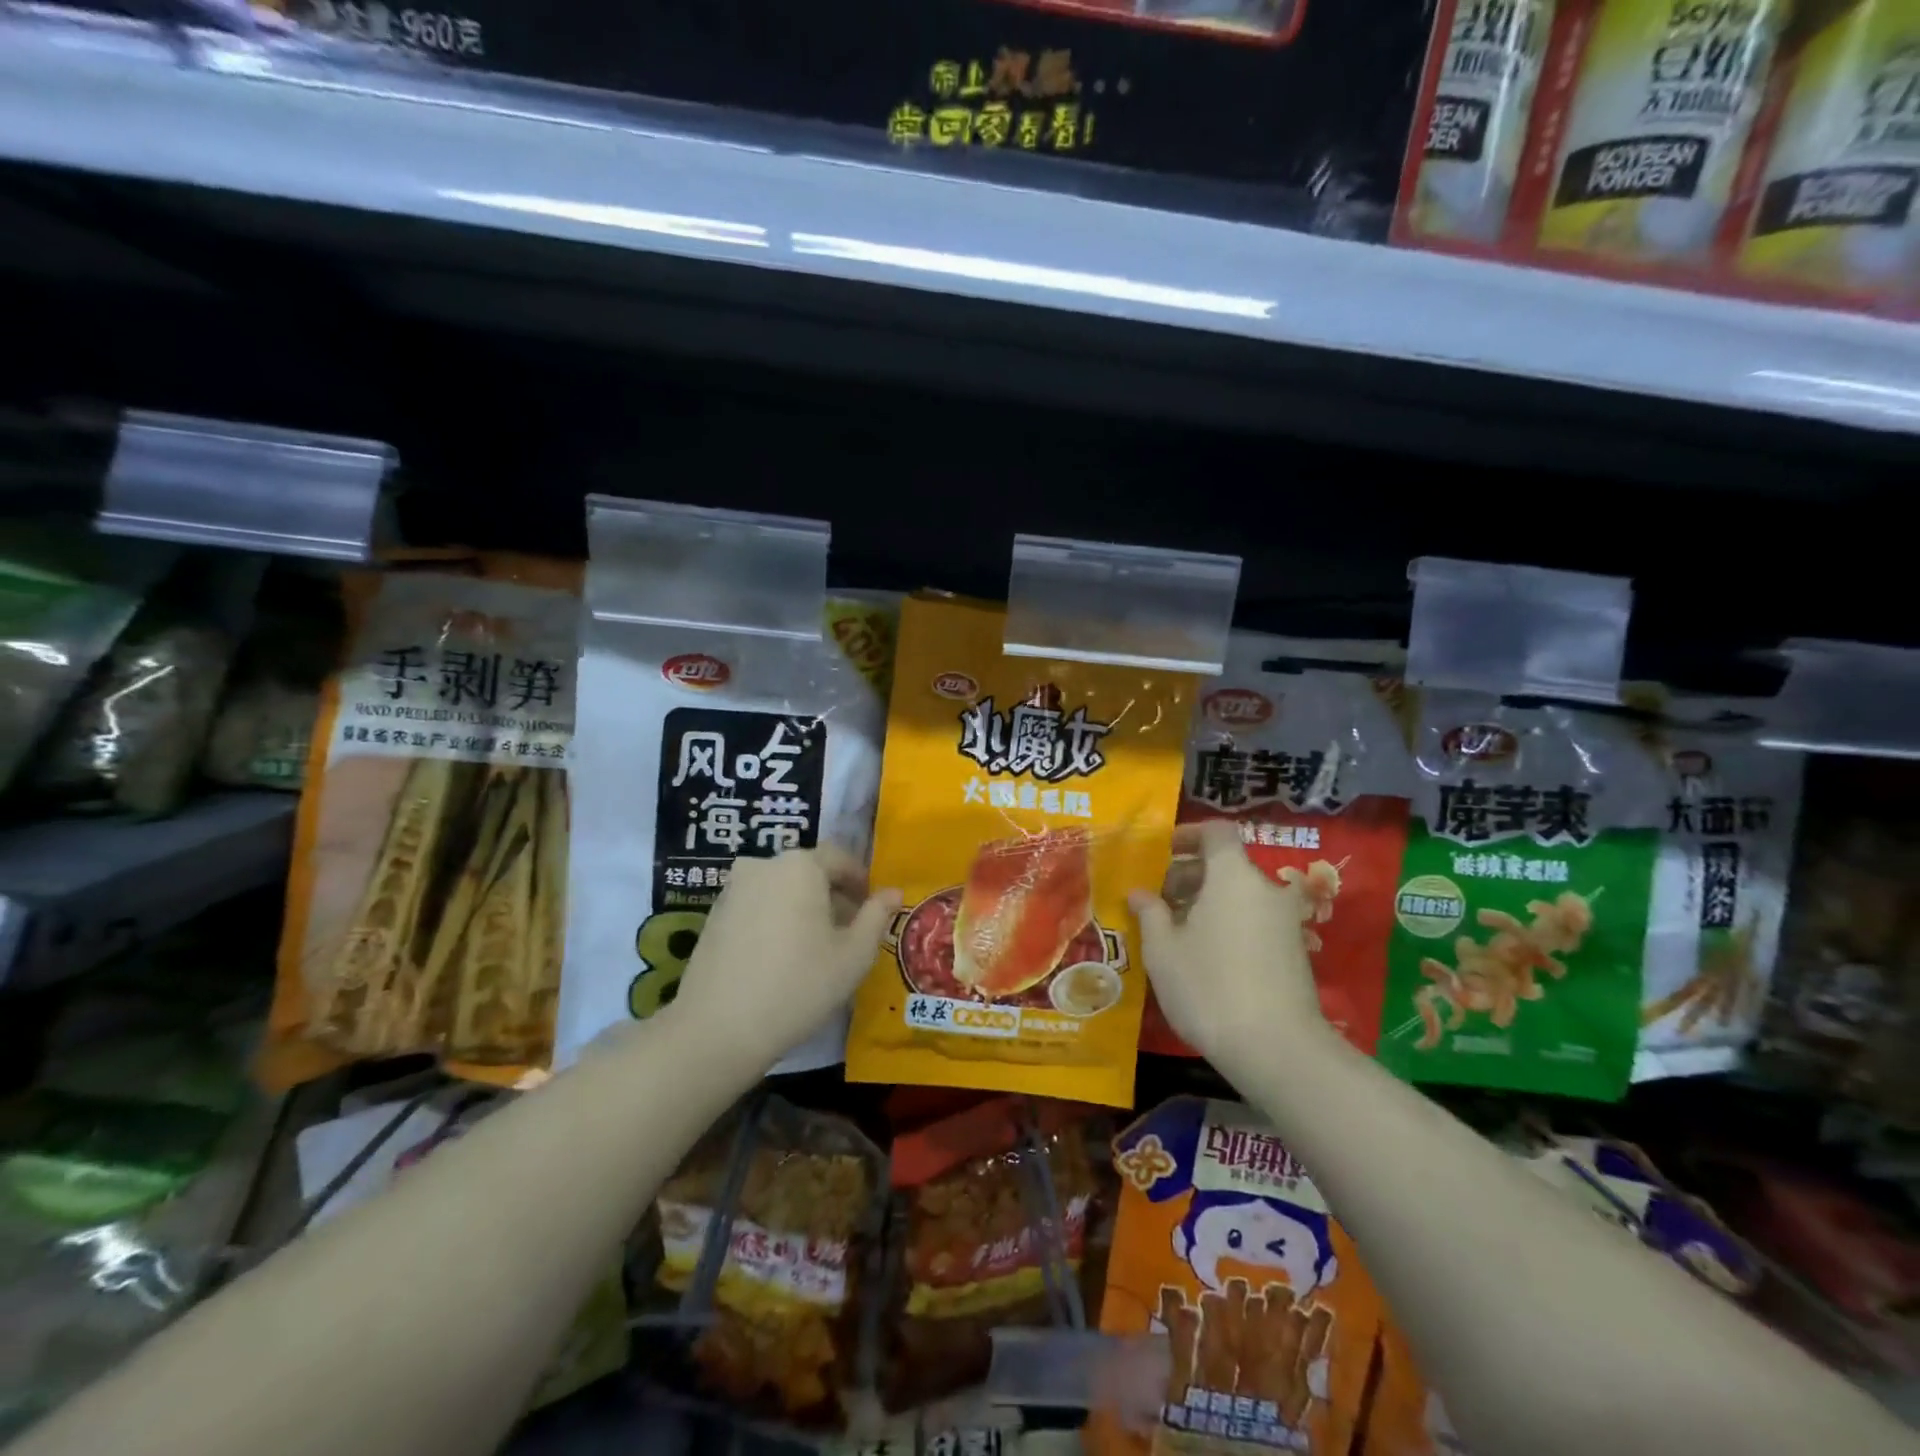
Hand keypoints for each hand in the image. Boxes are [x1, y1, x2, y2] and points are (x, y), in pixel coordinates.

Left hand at [668, 845, 901, 1070]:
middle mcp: (764, 864)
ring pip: (782, 888)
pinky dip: (776, 919)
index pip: (840, 859)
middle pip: (809, 871)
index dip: (861, 883)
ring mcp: (734, 888)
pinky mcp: (714, 914)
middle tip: (849, 933)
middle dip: (832, 896)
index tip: (873, 909)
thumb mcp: (854, 955)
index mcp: (801, 865)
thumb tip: (893, 892)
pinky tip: (782, 956)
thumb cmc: (799, 985)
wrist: (718, 1028)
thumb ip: (877, 916)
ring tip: (816, 948)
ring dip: (803, 908)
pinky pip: (757, 905)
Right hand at [1129, 822, 1328, 1069]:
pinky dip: (1229, 922)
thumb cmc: (1209, 986)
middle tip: (1158, 899)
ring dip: (1208, 901)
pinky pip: (1254, 919)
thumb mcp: (1163, 950)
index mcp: (1232, 875)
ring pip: (1240, 894)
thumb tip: (1140, 893)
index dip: (1189, 834)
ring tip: (1176, 930)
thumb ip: (1150, 913)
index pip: (1216, 832)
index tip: (1163, 852)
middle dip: (1190, 874)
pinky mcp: (1294, 950)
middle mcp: (1264, 888)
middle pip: (1226, 864)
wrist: (1277, 1048)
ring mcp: (1285, 920)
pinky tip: (1205, 954)